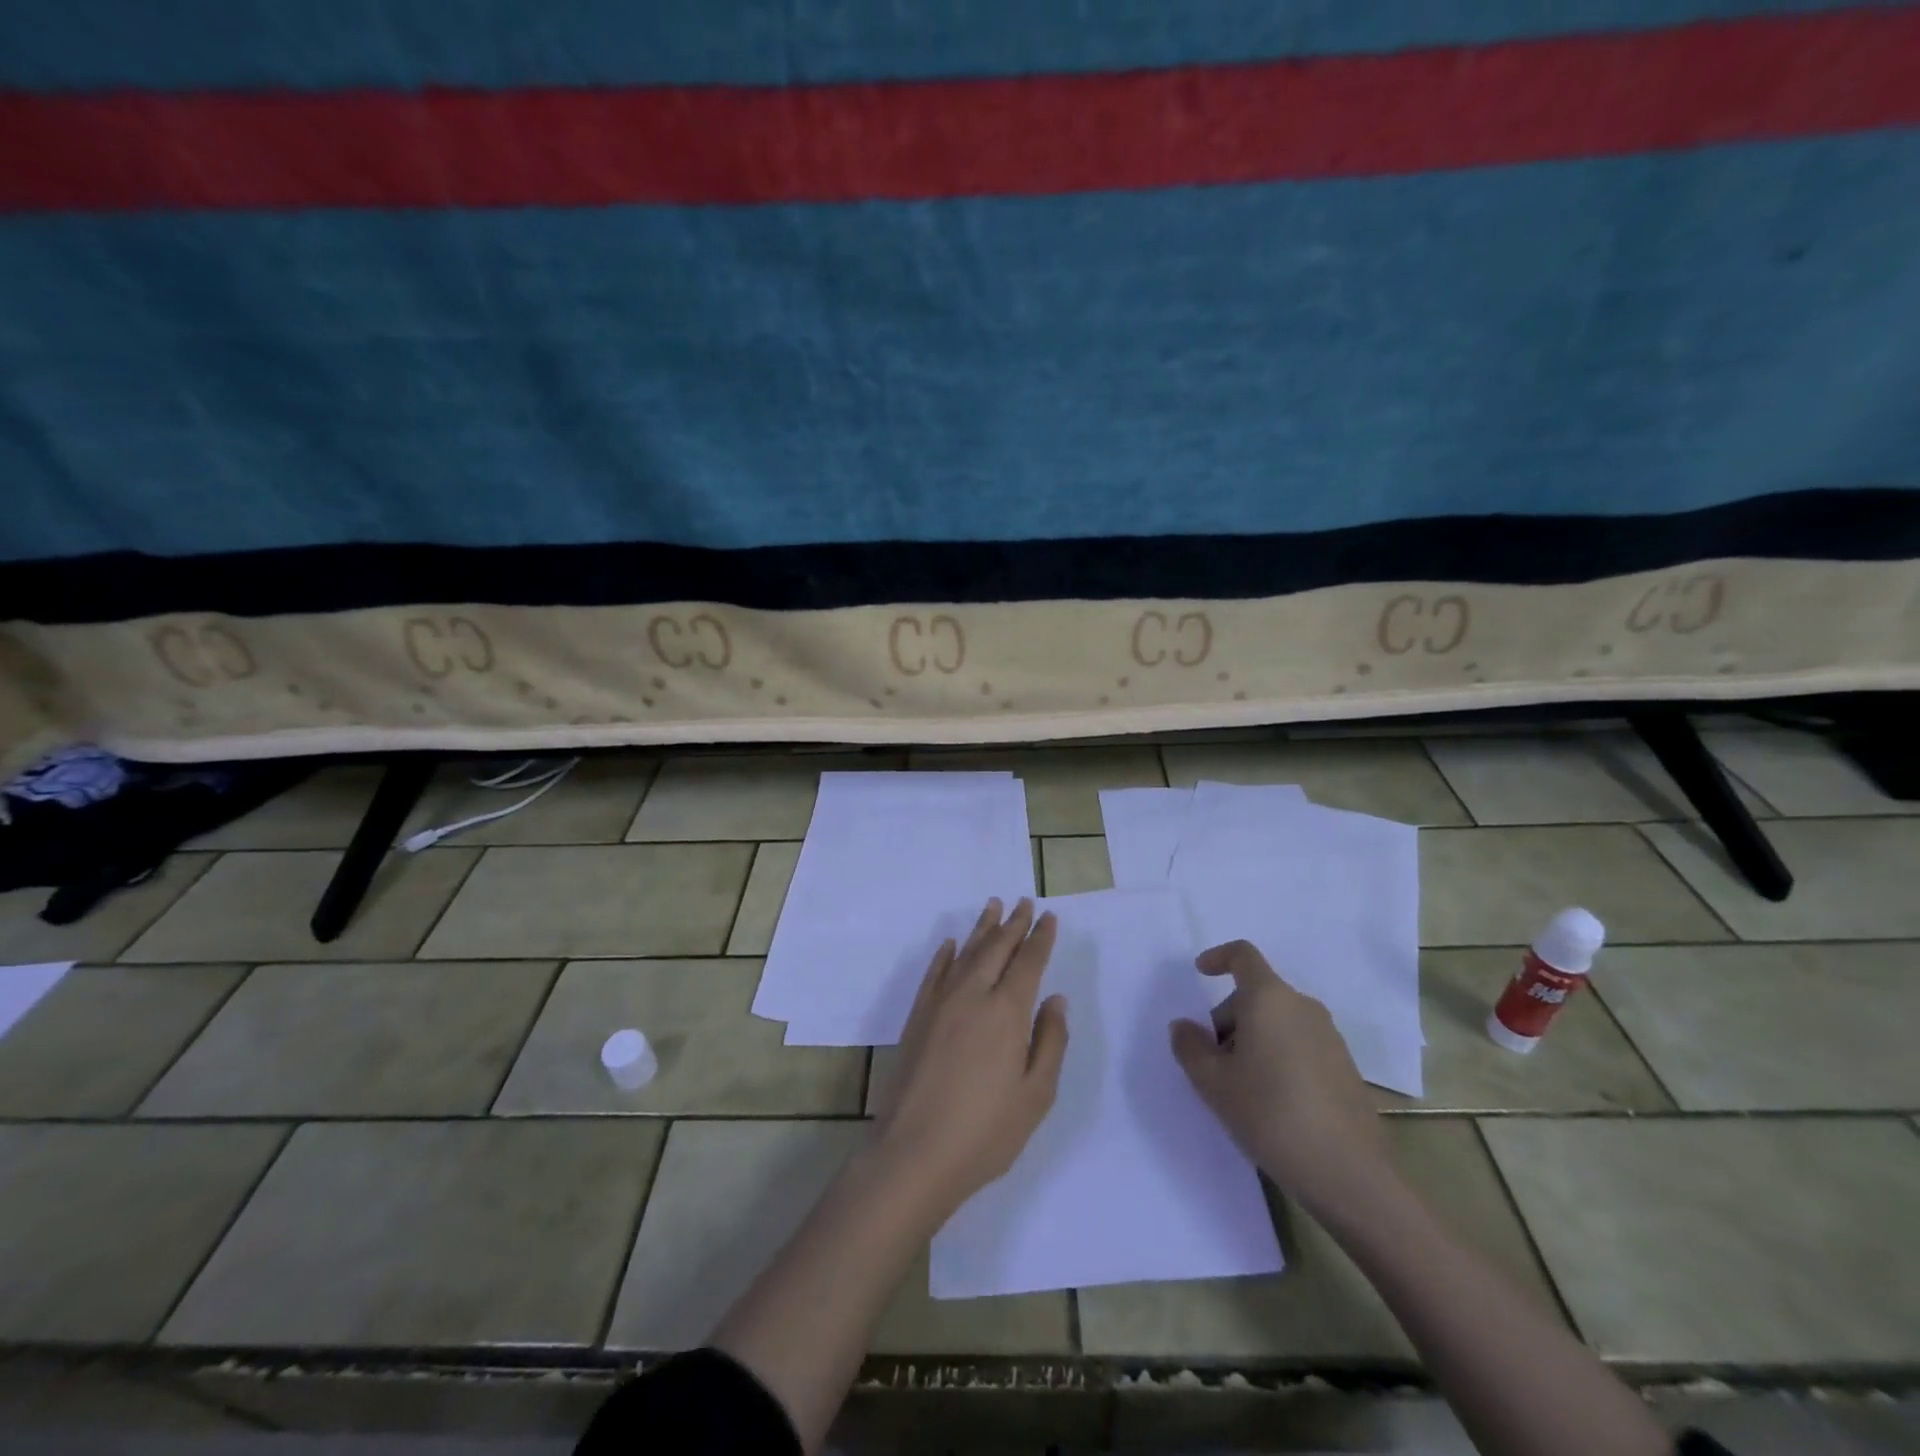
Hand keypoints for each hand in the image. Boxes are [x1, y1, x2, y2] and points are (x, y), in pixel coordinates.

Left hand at [871, 899, 1068, 1223]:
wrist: (914, 1152)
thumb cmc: (986, 1131)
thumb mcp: (1036, 1095)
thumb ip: (1050, 1042)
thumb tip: (1056, 1000)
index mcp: (1007, 1012)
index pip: (1028, 962)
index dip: (1040, 938)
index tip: (1049, 917)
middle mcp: (973, 995)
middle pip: (996, 948)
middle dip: (1013, 923)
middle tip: (1024, 902)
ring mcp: (940, 1003)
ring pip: (966, 952)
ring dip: (982, 928)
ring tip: (993, 905)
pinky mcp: (917, 1016)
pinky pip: (934, 972)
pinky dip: (945, 954)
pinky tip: (952, 943)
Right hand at [1170, 940, 1391, 1217]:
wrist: (1349, 1174)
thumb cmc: (1270, 1114)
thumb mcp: (1212, 1083)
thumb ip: (1190, 1047)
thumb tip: (1184, 1027)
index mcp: (1269, 999)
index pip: (1243, 956)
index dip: (1218, 958)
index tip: (1200, 973)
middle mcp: (1303, 1007)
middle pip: (1256, 995)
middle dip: (1228, 1019)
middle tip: (1213, 1062)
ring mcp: (1330, 1037)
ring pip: (1278, 1021)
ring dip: (1253, 1040)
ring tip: (1241, 1087)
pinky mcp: (1345, 1067)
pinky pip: (1300, 1044)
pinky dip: (1278, 1057)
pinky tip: (1273, 1102)